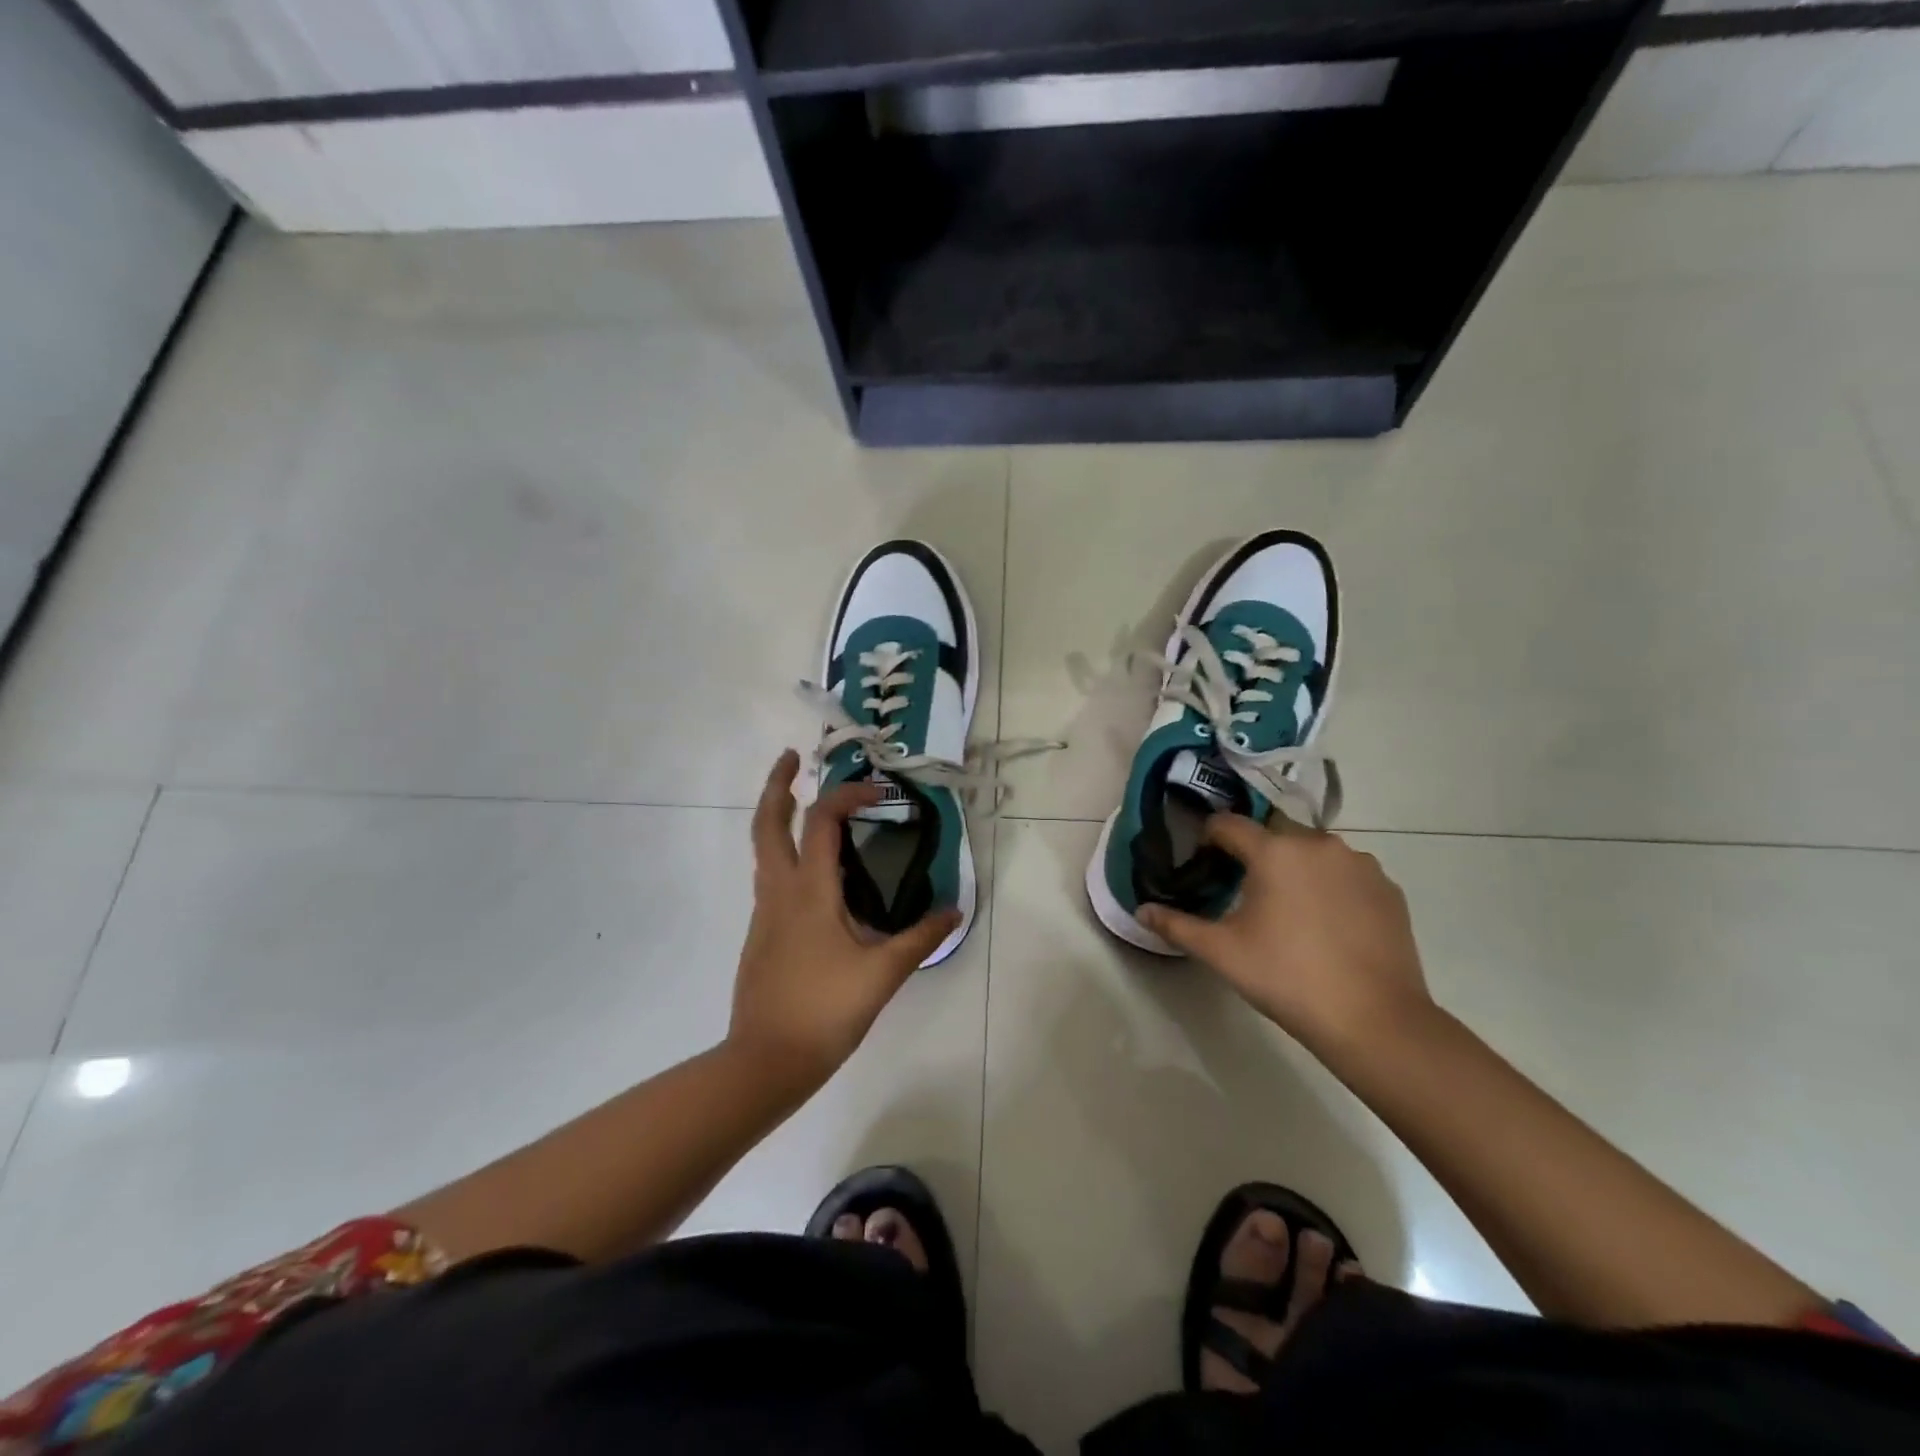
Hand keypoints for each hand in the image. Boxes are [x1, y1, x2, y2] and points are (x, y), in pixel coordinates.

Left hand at [729, 751, 960, 1094]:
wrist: (765, 1061)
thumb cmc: (825, 1011)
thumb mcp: (883, 974)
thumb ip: (920, 938)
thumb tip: (954, 910)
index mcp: (810, 891)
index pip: (821, 821)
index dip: (846, 796)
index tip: (876, 791)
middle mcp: (780, 891)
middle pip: (767, 823)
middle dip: (776, 784)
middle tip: (792, 758)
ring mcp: (764, 913)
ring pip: (763, 850)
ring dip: (777, 817)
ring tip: (801, 804)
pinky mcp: (760, 934)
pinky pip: (770, 878)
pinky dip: (784, 855)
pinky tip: (814, 876)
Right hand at [1137, 816, 1435, 1058]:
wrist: (1374, 1020)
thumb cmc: (1287, 978)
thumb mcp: (1222, 952)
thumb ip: (1176, 925)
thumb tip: (1141, 910)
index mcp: (1274, 851)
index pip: (1228, 823)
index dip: (1209, 838)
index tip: (1204, 863)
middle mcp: (1318, 843)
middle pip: (1273, 831)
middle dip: (1255, 850)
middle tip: (1245, 889)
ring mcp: (1360, 863)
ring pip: (1313, 849)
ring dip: (1295, 865)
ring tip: (1289, 908)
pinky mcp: (1388, 887)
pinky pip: (1346, 871)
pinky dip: (1330, 884)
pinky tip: (1327, 922)